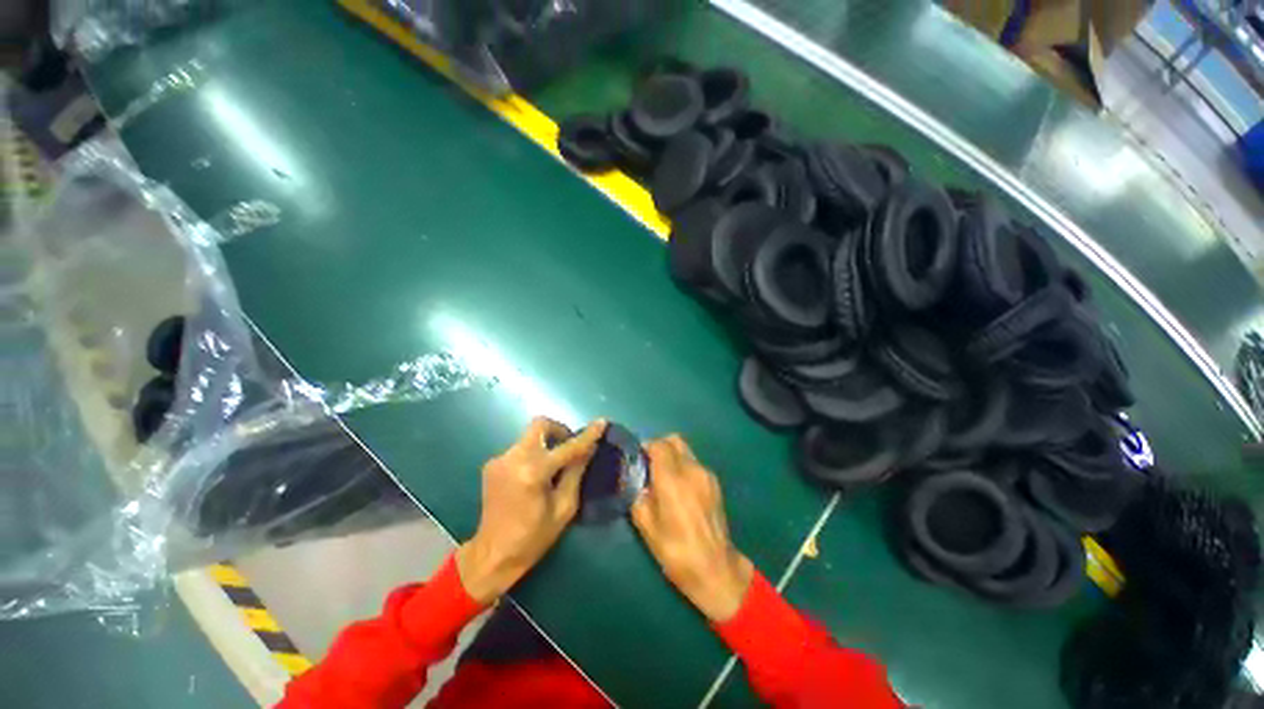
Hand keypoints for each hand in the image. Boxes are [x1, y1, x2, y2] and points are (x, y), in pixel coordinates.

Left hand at [456, 417, 606, 603]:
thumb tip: (590, 448)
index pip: (567, 447)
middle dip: (559, 430)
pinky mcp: (492, 464)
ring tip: (553, 466)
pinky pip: (519, 449)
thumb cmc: (533, 537)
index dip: (587, 435)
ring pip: (529, 437)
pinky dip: (533, 454)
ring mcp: (500, 460)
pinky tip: (535, 476)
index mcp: (533, 472)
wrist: (492, 555)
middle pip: (540, 425)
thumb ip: (576, 472)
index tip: (601, 423)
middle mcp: (514, 458)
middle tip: (569, 446)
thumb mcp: (564, 507)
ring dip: (546, 444)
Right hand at [631, 435, 753, 622]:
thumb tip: (634, 478)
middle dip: (660, 446)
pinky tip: (680, 489)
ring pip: (686, 451)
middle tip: (649, 465)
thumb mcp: (645, 525)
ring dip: (672, 456)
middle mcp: (691, 470)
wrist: (715, 568)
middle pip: (675, 440)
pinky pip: (695, 464)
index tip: (637, 459)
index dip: (646, 447)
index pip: (658, 445)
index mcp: (672, 480)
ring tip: (664, 479)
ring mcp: (706, 475)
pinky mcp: (715, 483)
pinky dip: (684, 466)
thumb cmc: (675, 550)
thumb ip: (637, 494)